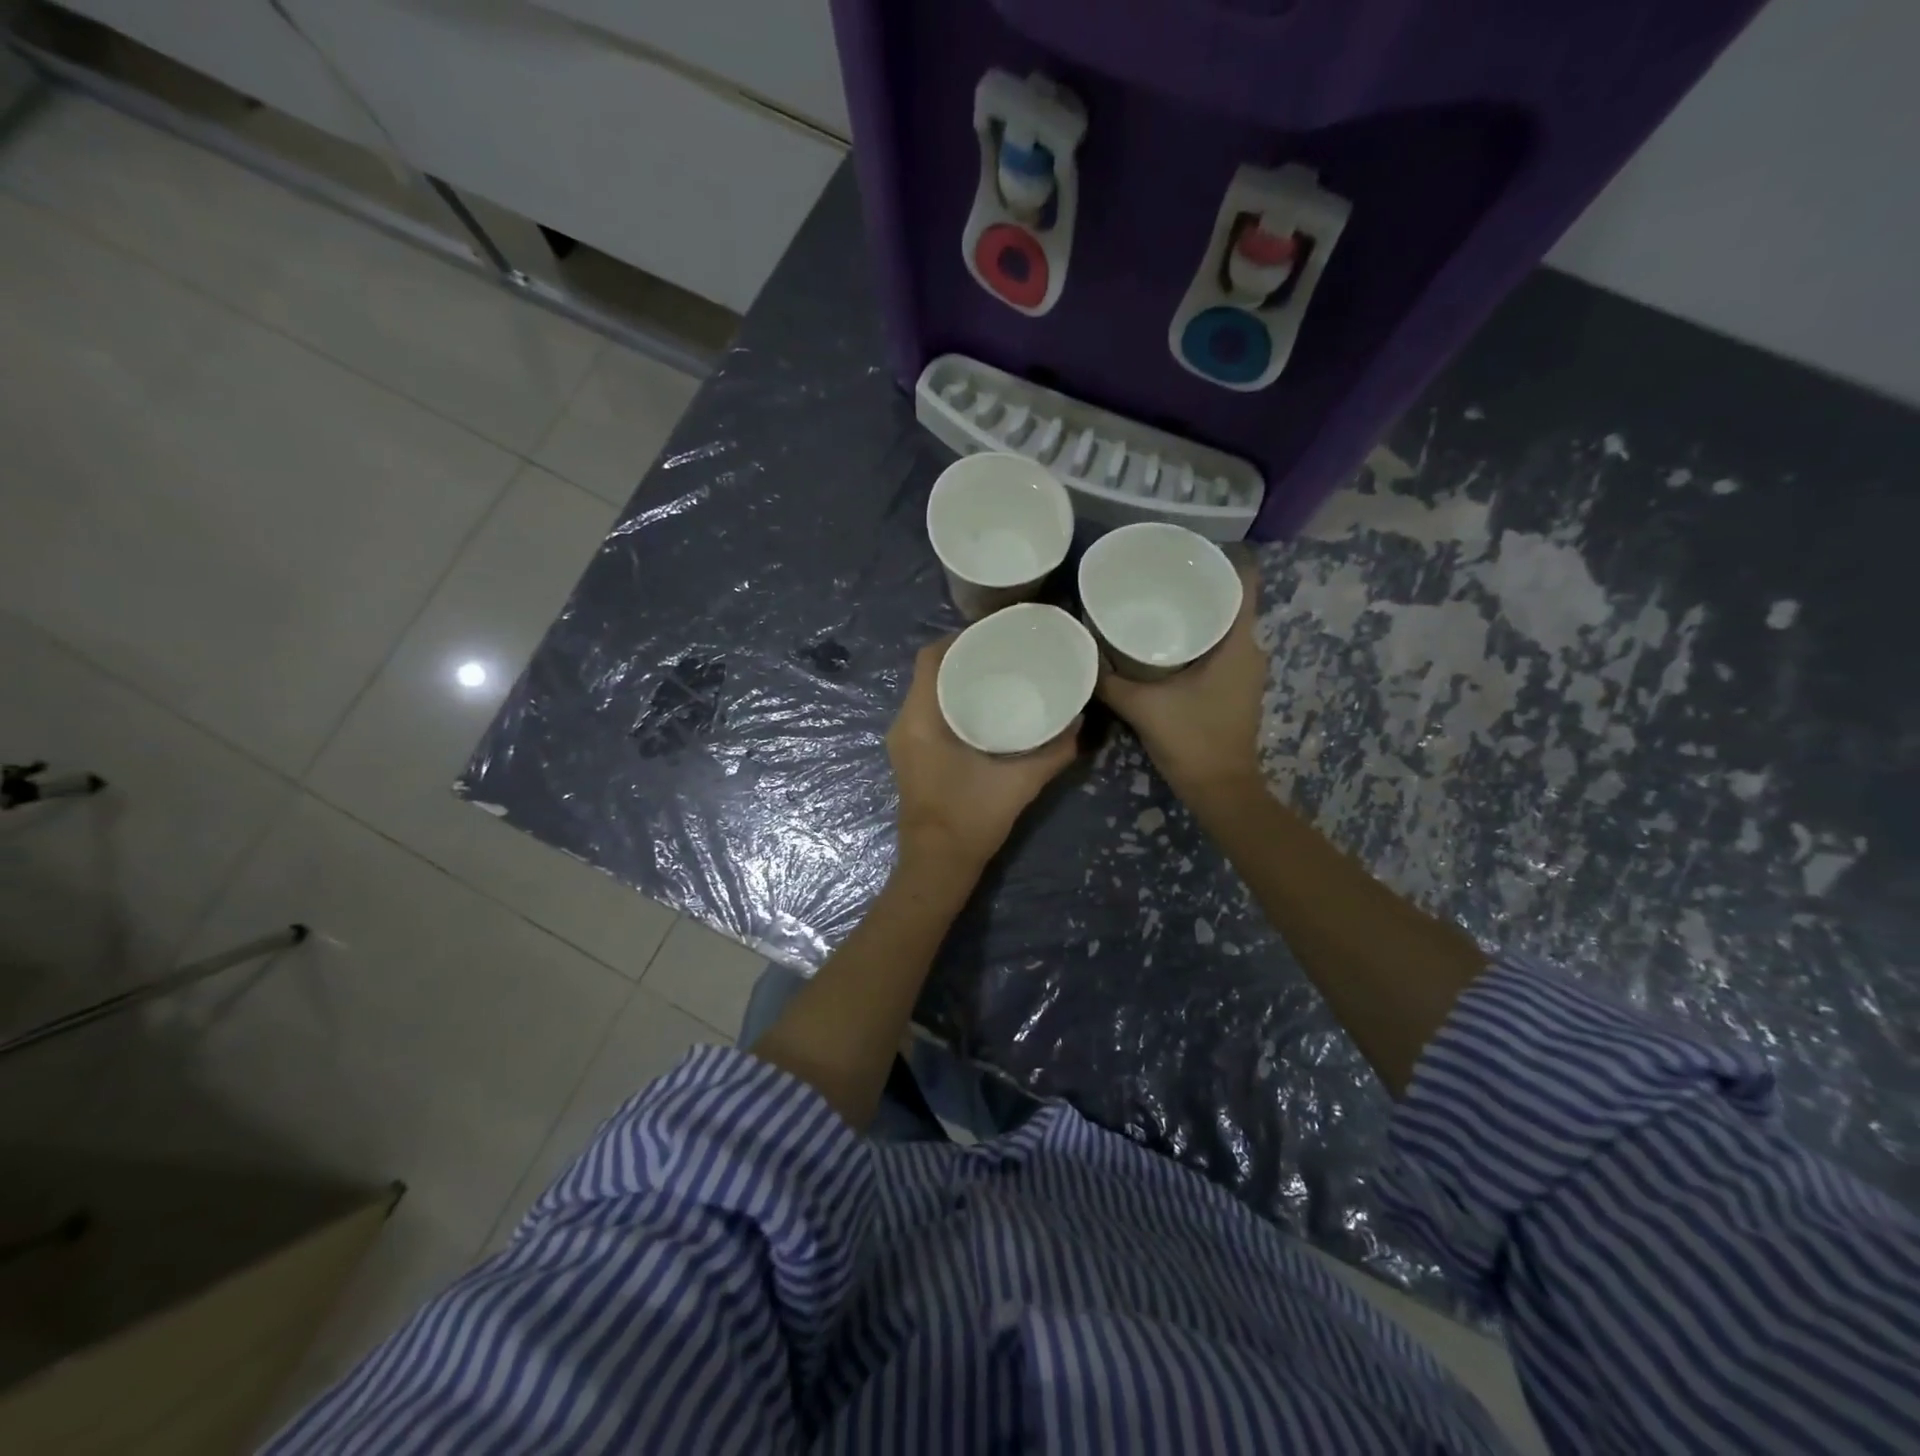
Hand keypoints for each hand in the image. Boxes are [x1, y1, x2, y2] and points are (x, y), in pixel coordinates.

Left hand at [888, 637, 1079, 872]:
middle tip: (1004, 653)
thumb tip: (1080, 721)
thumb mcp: (1020, 783)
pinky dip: (951, 702)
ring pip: (927, 693)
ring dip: (956, 680)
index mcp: (921, 720)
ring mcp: (904, 741)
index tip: (994, 634)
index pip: (930, 659)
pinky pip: (927, 713)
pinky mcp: (910, 756)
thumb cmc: (971, 819)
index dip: (959, 639)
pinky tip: (983, 708)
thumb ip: (1054, 751)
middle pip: (929, 672)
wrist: (938, 866)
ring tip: (998, 674)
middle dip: (963, 657)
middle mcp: (905, 724)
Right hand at [1097, 555, 1265, 804]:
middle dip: (1198, 587)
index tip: (1188, 551)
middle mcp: (1251, 651)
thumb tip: (1082, 648)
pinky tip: (1165, 644)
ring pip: (1225, 628)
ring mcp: (1246, 671)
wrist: (1220, 790)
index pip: (1245, 583)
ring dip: (1197, 615)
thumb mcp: (1142, 706)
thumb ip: (1109, 678)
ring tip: (1157, 602)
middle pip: (1231, 603)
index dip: (1222, 560)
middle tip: (1157, 575)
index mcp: (1239, 644)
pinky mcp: (1237, 689)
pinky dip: (1198, 640)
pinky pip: (1221, 649)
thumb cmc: (1190, 740)